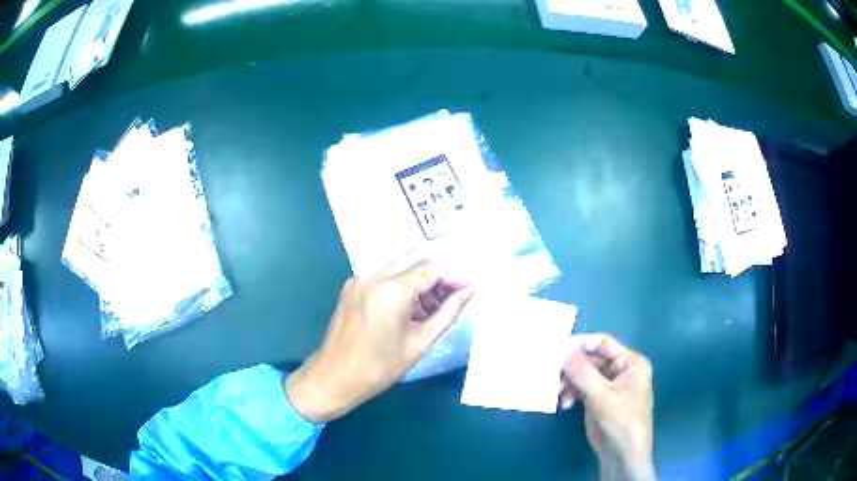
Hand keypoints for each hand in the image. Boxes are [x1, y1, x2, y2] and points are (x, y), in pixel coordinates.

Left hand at [286, 252, 474, 422]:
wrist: (334, 377)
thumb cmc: (379, 368)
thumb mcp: (419, 343)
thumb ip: (448, 313)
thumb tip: (469, 291)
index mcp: (391, 291)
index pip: (432, 268)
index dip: (454, 277)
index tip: (468, 290)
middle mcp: (373, 275)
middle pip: (416, 257)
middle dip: (439, 273)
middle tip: (452, 296)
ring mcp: (359, 278)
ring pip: (400, 263)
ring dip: (421, 277)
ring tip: (432, 307)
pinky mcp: (352, 285)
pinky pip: (385, 273)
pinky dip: (402, 282)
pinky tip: (410, 307)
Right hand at [560, 334, 655, 480]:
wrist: (622, 454)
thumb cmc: (620, 420)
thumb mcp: (601, 396)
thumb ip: (582, 372)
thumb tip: (562, 349)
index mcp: (630, 362)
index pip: (604, 343)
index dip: (581, 344)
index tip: (557, 349)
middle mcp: (621, 369)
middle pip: (592, 358)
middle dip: (572, 367)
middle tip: (552, 373)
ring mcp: (609, 385)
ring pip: (584, 373)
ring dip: (570, 382)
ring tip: (559, 394)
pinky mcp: (599, 399)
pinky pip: (582, 387)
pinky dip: (572, 393)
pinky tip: (565, 404)